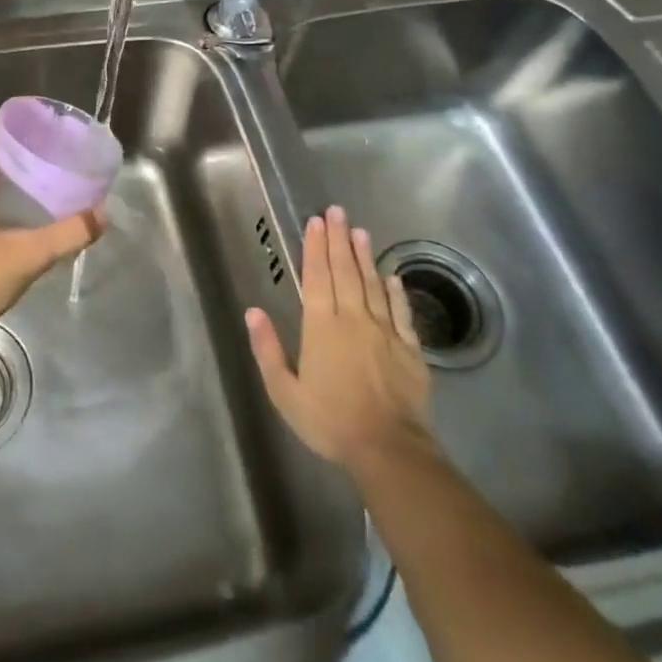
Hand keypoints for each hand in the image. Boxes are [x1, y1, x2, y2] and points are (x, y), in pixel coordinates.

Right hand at [245, 205, 432, 478]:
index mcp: (321, 327)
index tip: (316, 222)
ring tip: (360, 231)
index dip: (315, 247)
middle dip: (339, 239)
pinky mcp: (409, 349)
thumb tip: (253, 312)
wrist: (388, 449)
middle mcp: (353, 319)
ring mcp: (385, 332)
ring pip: (373, 285)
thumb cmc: (329, 421)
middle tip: (337, 212)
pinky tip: (392, 276)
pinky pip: (401, 312)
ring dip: (365, 257)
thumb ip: (268, 350)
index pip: (317, 277)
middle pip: (345, 271)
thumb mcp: (284, 392)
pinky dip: (396, 291)